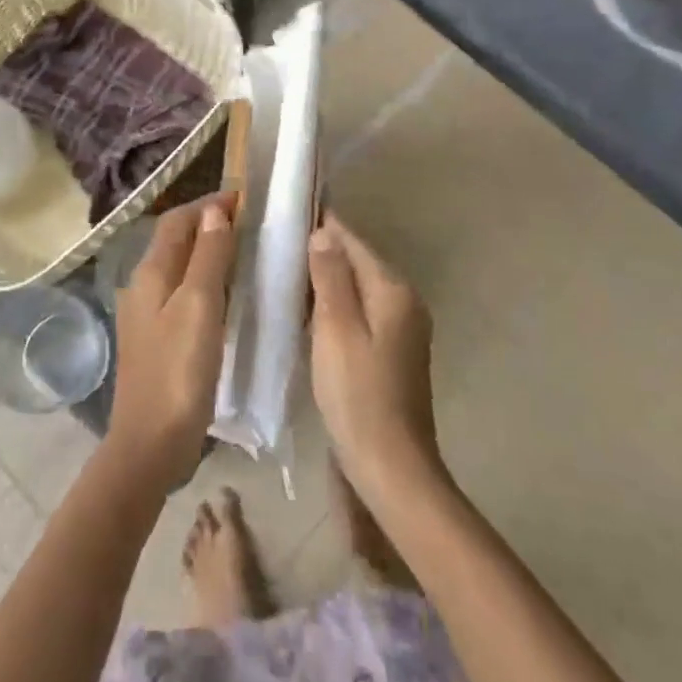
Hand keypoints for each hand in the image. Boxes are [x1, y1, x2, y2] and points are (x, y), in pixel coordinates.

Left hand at [106, 194, 235, 490]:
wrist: (151, 444)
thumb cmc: (178, 371)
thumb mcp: (199, 307)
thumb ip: (207, 256)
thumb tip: (214, 210)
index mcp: (150, 274)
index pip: (177, 221)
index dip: (208, 204)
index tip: (246, 198)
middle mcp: (143, 287)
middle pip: (175, 241)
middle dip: (208, 224)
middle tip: (250, 222)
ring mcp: (147, 316)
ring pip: (179, 268)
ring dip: (208, 253)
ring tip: (245, 253)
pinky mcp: (157, 340)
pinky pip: (183, 295)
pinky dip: (205, 283)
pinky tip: (228, 298)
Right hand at [307, 217, 443, 512]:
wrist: (391, 465)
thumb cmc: (358, 394)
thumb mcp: (336, 329)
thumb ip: (330, 277)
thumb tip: (323, 233)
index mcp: (393, 289)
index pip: (353, 241)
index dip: (322, 226)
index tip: (287, 215)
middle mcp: (404, 300)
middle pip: (358, 262)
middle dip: (322, 252)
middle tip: (277, 246)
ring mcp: (402, 327)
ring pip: (358, 287)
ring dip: (327, 279)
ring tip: (285, 274)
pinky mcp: (393, 350)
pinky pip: (361, 311)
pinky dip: (336, 305)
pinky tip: (308, 313)